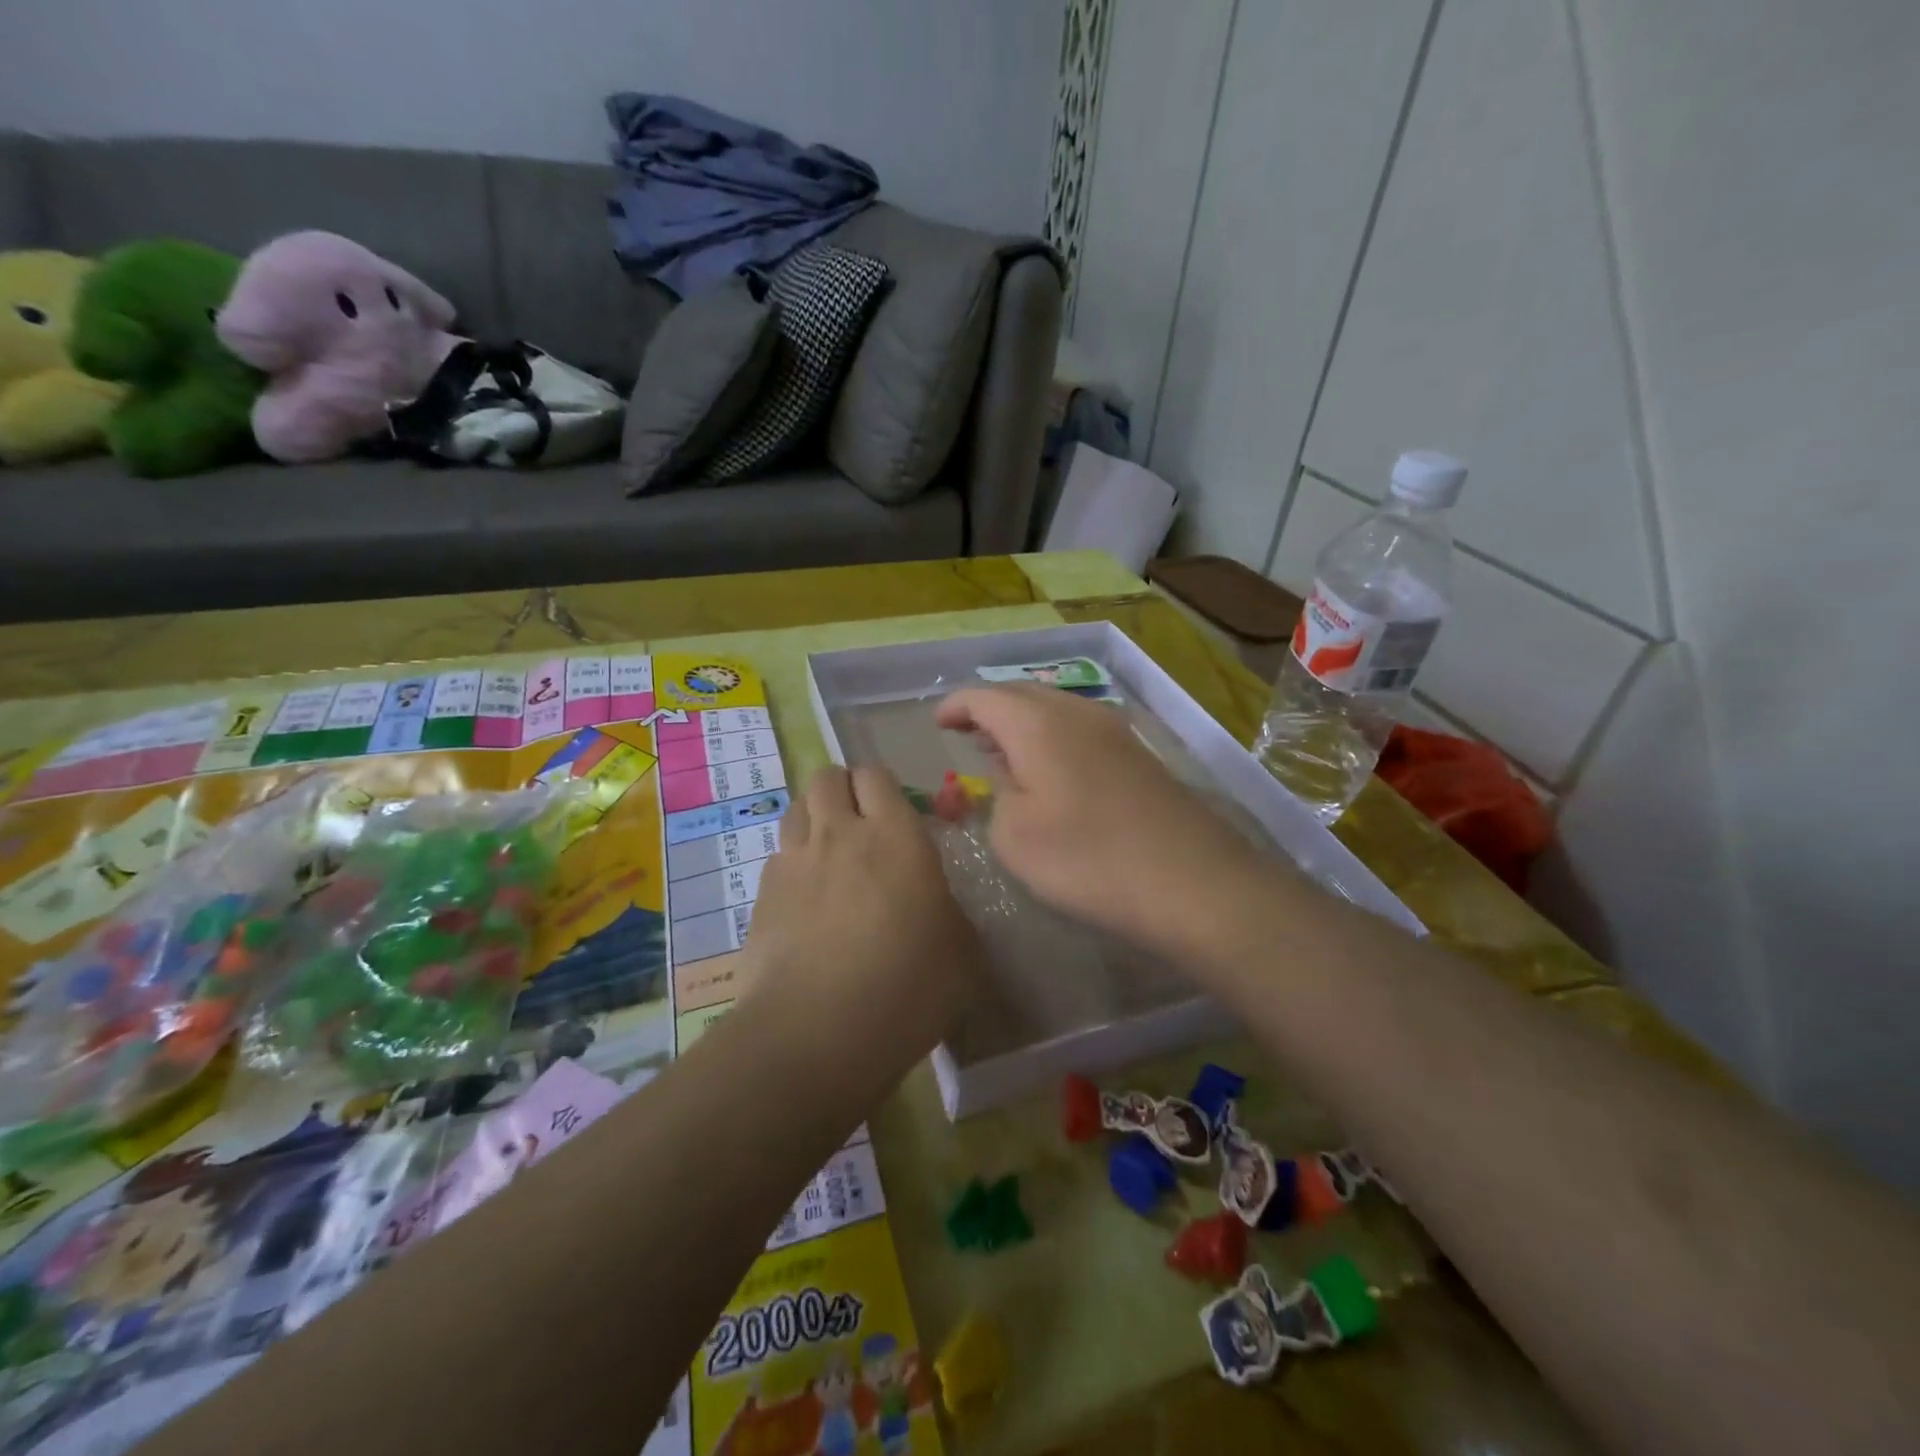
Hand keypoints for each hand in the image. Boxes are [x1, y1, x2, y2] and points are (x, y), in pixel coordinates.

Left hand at [746, 764, 980, 1053]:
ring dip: (814, 818)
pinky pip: (778, 855)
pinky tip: (805, 898)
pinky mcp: (762, 895)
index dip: (883, 787)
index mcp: (896, 836)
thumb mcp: (962, 953)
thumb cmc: (907, 988)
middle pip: (827, 778)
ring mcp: (794, 862)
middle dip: (843, 789)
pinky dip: (792, 862)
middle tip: (861, 824)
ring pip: (797, 808)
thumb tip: (939, 908)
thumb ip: (951, 914)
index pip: (877, 775)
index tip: (896, 813)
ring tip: (830, 852)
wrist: (818, 1033)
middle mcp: (840, 834)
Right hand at [934, 685, 1271, 956]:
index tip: (937, 724)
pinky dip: (1054, 740)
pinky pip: (1081, 732)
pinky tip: (1052, 774)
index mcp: (1037, 724)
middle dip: (989, 711)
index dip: (955, 707)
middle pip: (1022, 696)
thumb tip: (1010, 775)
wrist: (1192, 882)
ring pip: (1055, 711)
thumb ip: (998, 796)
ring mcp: (1114, 732)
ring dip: (1024, 725)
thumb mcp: (1015, 836)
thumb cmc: (1088, 859)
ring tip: (1004, 754)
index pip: (984, 697)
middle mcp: (1077, 713)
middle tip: (967, 736)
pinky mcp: (1139, 757)